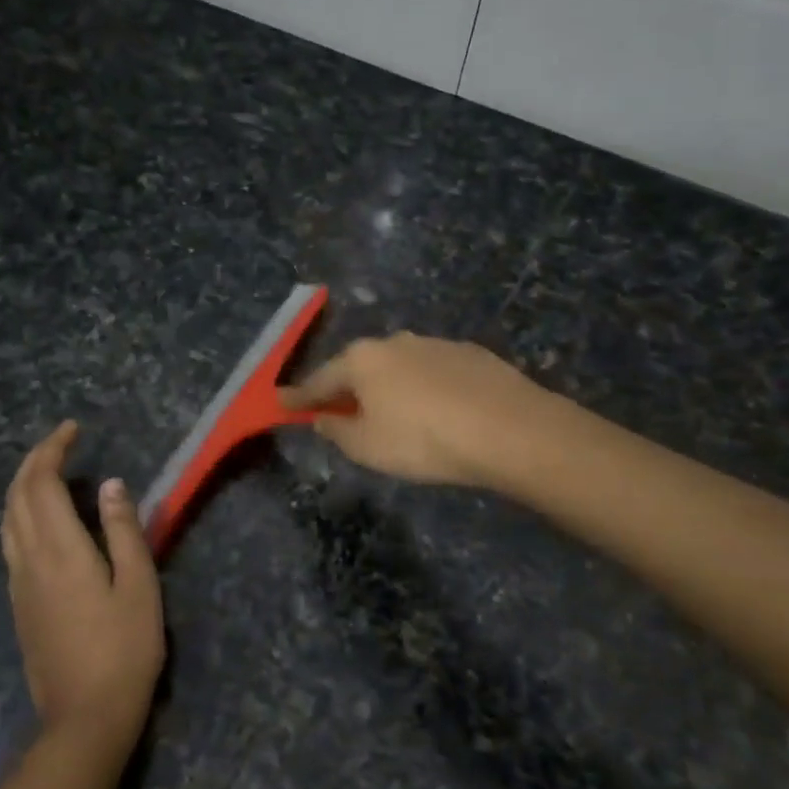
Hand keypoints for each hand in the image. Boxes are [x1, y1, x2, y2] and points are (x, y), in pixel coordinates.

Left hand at [0, 421, 164, 750]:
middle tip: (62, 442)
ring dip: (22, 485)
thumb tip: (111, 484)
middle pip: (17, 495)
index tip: (73, 430)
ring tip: (49, 472)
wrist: (84, 717)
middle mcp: (29, 559)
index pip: (43, 483)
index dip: (53, 449)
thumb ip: (123, 531)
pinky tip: (42, 520)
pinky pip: (9, 541)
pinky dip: (20, 513)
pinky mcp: (18, 603)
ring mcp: (18, 583)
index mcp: (60, 550)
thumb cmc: (124, 649)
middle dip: (34, 460)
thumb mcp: (139, 586)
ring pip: (7, 519)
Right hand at [278, 333, 550, 487]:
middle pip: (358, 367)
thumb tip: (324, 417)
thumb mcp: (367, 447)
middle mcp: (394, 342)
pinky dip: (422, 388)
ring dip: (387, 387)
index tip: (280, 403)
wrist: (509, 428)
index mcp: (362, 360)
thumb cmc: (423, 440)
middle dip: (346, 388)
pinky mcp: (470, 353)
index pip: (319, 380)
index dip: (299, 397)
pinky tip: (435, 410)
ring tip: (391, 414)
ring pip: (397, 367)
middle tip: (337, 411)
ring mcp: (435, 343)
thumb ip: (337, 430)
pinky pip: (431, 372)